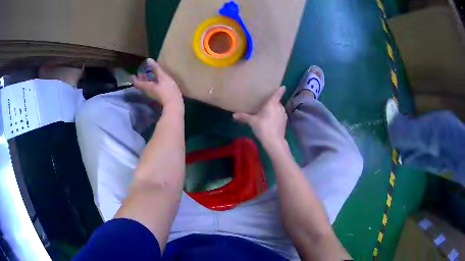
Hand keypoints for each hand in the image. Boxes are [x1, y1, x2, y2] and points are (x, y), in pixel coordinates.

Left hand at [132, 58, 182, 109]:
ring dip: (146, 81)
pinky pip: (151, 89)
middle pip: (142, 85)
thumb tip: (148, 60)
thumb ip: (156, 68)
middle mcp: (148, 92)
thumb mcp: (163, 77)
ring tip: (148, 75)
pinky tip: (156, 81)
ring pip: (146, 87)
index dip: (134, 78)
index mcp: (147, 87)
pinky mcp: (158, 97)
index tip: (132, 74)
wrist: (174, 105)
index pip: (137, 83)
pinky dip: (151, 84)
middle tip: (141, 72)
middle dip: (141, 78)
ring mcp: (153, 95)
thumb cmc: (168, 90)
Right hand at [233, 86, 287, 151]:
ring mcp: (283, 115)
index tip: (283, 86)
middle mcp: (280, 108)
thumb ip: (244, 117)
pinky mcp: (284, 123)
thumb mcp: (252, 122)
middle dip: (273, 102)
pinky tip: (271, 121)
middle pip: (277, 102)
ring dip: (275, 110)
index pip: (278, 94)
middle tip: (267, 103)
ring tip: (268, 112)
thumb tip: (233, 115)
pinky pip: (280, 116)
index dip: (280, 90)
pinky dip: (277, 117)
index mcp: (272, 104)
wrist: (274, 141)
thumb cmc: (263, 127)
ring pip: (279, 110)